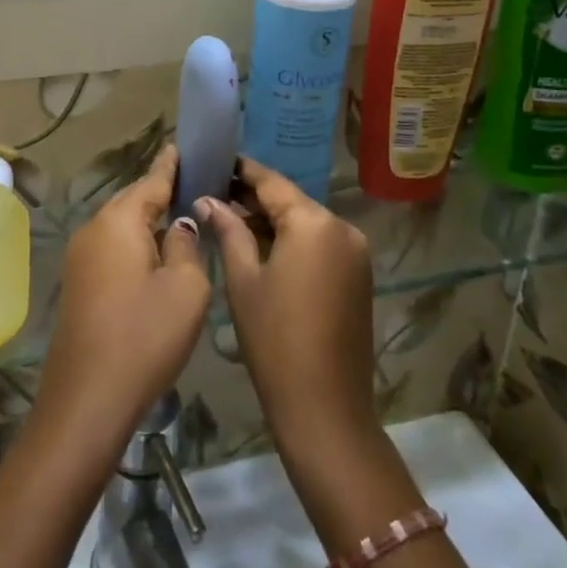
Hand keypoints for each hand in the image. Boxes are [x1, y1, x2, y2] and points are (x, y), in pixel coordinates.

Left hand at [36, 146, 210, 446]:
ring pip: (120, 225)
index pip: (151, 180)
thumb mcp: (186, 288)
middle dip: (159, 191)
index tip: (181, 146)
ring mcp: (80, 257)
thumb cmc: (144, 336)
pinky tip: (154, 253)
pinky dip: (135, 242)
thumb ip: (188, 246)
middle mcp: (93, 229)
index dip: (170, 165)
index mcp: (119, 221)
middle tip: (192, 182)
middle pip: (132, 200)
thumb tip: (179, 226)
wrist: (88, 397)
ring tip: (180, 215)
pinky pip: (112, 247)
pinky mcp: (78, 283)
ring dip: (147, 219)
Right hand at [195, 157, 374, 449]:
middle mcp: (342, 228)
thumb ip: (228, 231)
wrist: (326, 407)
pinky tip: (261, 246)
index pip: (272, 183)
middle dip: (254, 198)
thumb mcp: (243, 280)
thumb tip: (207, 200)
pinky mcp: (359, 276)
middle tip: (214, 191)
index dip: (242, 171)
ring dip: (272, 221)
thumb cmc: (274, 339)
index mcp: (314, 223)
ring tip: (230, 218)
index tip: (216, 160)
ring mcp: (356, 253)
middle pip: (291, 201)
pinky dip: (292, 241)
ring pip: (306, 223)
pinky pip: (320, 244)